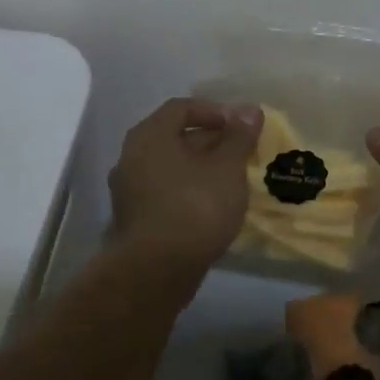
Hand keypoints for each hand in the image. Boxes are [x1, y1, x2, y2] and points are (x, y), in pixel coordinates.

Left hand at [108, 99, 262, 274]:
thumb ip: (239, 136)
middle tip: (241, 154)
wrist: (156, 271)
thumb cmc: (195, 207)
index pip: (181, 107)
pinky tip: (213, 206)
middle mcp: (131, 157)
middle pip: (175, 137)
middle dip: (211, 142)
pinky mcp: (134, 219)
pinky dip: (189, 191)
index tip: (240, 126)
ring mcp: (129, 190)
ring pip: (171, 167)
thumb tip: (250, 109)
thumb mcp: (227, 168)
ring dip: (201, 169)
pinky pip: (165, 192)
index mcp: (149, 136)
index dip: (214, 112)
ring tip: (232, 181)